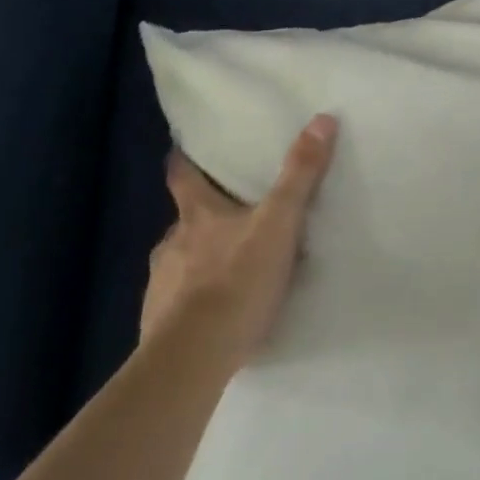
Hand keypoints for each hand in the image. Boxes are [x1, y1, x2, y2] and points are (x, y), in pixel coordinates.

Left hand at [138, 114, 337, 369]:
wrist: (192, 360)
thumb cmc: (236, 282)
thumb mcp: (279, 223)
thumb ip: (300, 175)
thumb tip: (322, 119)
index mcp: (197, 215)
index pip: (181, 176)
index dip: (182, 161)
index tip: (181, 150)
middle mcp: (172, 244)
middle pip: (183, 220)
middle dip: (201, 218)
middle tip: (226, 217)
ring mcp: (160, 287)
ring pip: (180, 264)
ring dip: (198, 263)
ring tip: (226, 272)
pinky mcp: (158, 328)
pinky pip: (177, 306)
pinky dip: (192, 305)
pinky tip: (212, 318)